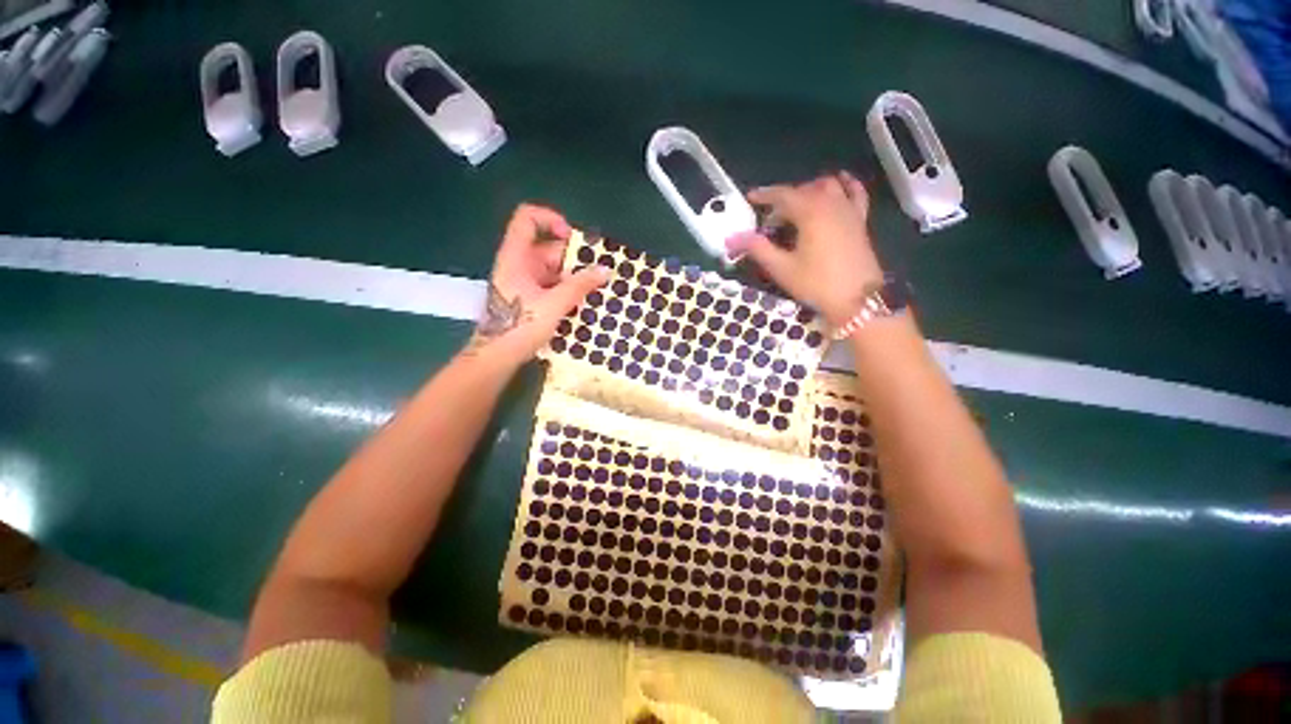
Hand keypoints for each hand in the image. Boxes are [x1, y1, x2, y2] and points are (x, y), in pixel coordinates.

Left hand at [468, 204, 609, 365]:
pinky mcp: (528, 298)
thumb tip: (605, 270)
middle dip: (575, 261)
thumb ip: (580, 285)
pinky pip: (551, 286)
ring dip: (574, 279)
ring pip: (553, 270)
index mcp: (516, 256)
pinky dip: (567, 291)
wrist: (496, 357)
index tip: (574, 240)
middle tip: (598, 276)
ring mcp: (523, 282)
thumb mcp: (554, 304)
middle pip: (549, 248)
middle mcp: (519, 264)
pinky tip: (583, 304)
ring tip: (596, 292)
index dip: (551, 220)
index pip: (528, 219)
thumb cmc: (520, 326)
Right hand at [727, 172, 883, 327]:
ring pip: (828, 187)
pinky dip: (845, 185)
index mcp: (810, 213)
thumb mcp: (781, 268)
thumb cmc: (816, 285)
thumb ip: (757, 248)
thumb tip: (732, 239)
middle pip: (804, 190)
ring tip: (796, 207)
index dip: (765, 195)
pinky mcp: (860, 221)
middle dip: (784, 199)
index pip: (783, 195)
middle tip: (770, 218)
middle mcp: (831, 204)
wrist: (856, 301)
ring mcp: (849, 211)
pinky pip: (855, 193)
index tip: (751, 197)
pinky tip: (839, 183)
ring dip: (809, 190)